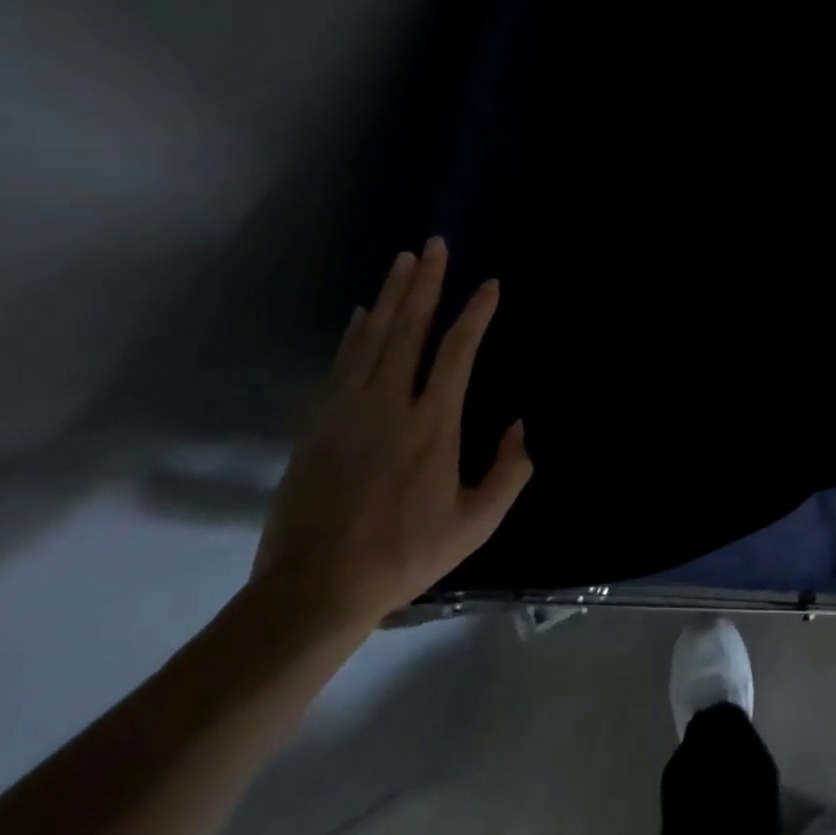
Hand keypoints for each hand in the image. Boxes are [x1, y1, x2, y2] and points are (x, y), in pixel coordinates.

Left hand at [250, 238, 531, 636]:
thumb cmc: (404, 554)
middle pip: (410, 329)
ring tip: (404, 260)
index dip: (476, 314)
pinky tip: (361, 313)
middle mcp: (390, 404)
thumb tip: (521, 426)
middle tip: (435, 245)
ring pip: (372, 337)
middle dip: (426, 283)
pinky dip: (354, 333)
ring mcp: (347, 410)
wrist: (314, 589)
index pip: (458, 351)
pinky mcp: (317, 424)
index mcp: (433, 424)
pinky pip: (340, 364)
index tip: (489, 285)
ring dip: (391, 295)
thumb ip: (509, 473)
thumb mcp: (476, 524)